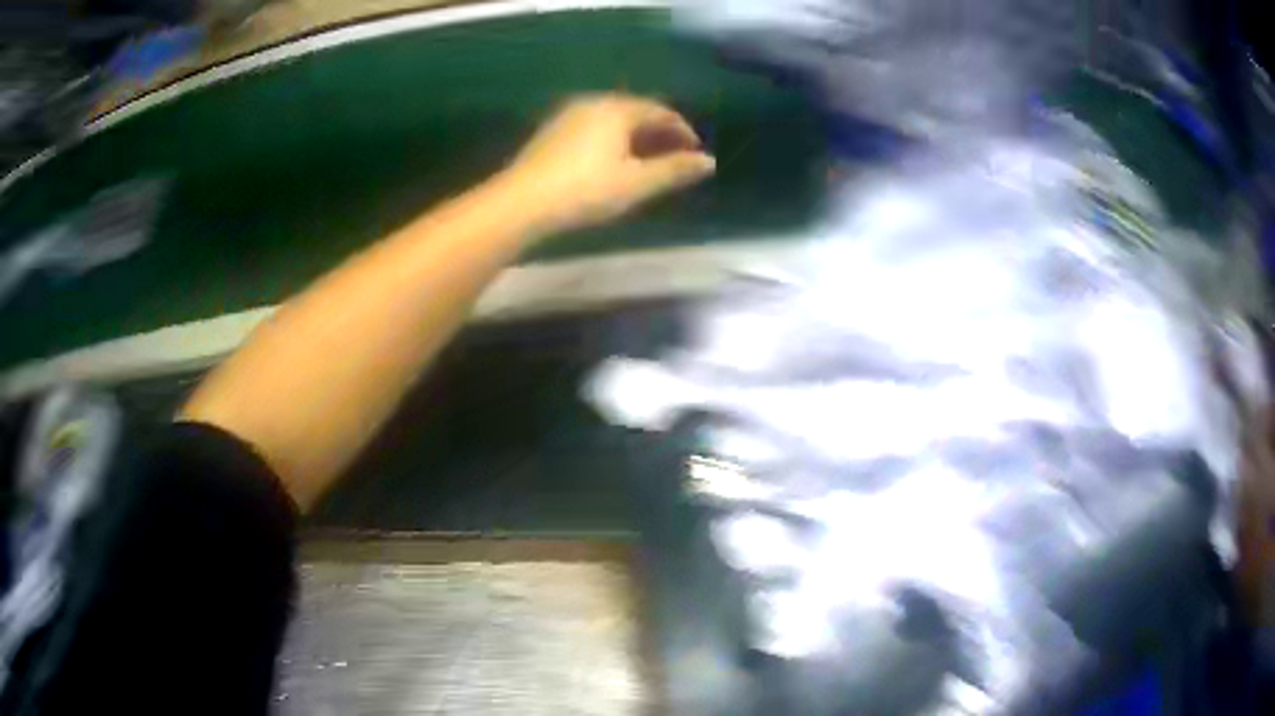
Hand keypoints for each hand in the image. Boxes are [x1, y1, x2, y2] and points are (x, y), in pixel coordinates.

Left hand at [496, 94, 715, 233]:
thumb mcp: (636, 183)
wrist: (520, 203)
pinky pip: (593, 128)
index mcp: (617, 109)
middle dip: (659, 133)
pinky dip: (612, 141)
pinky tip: (612, 163)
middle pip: (636, 112)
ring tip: (647, 162)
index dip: (682, 130)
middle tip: (675, 157)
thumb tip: (709, 163)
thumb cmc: (585, 191)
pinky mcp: (551, 133)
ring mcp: (567, 116)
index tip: (695, 153)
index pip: (660, 111)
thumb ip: (674, 170)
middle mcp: (592, 103)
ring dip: (635, 138)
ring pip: (613, 120)